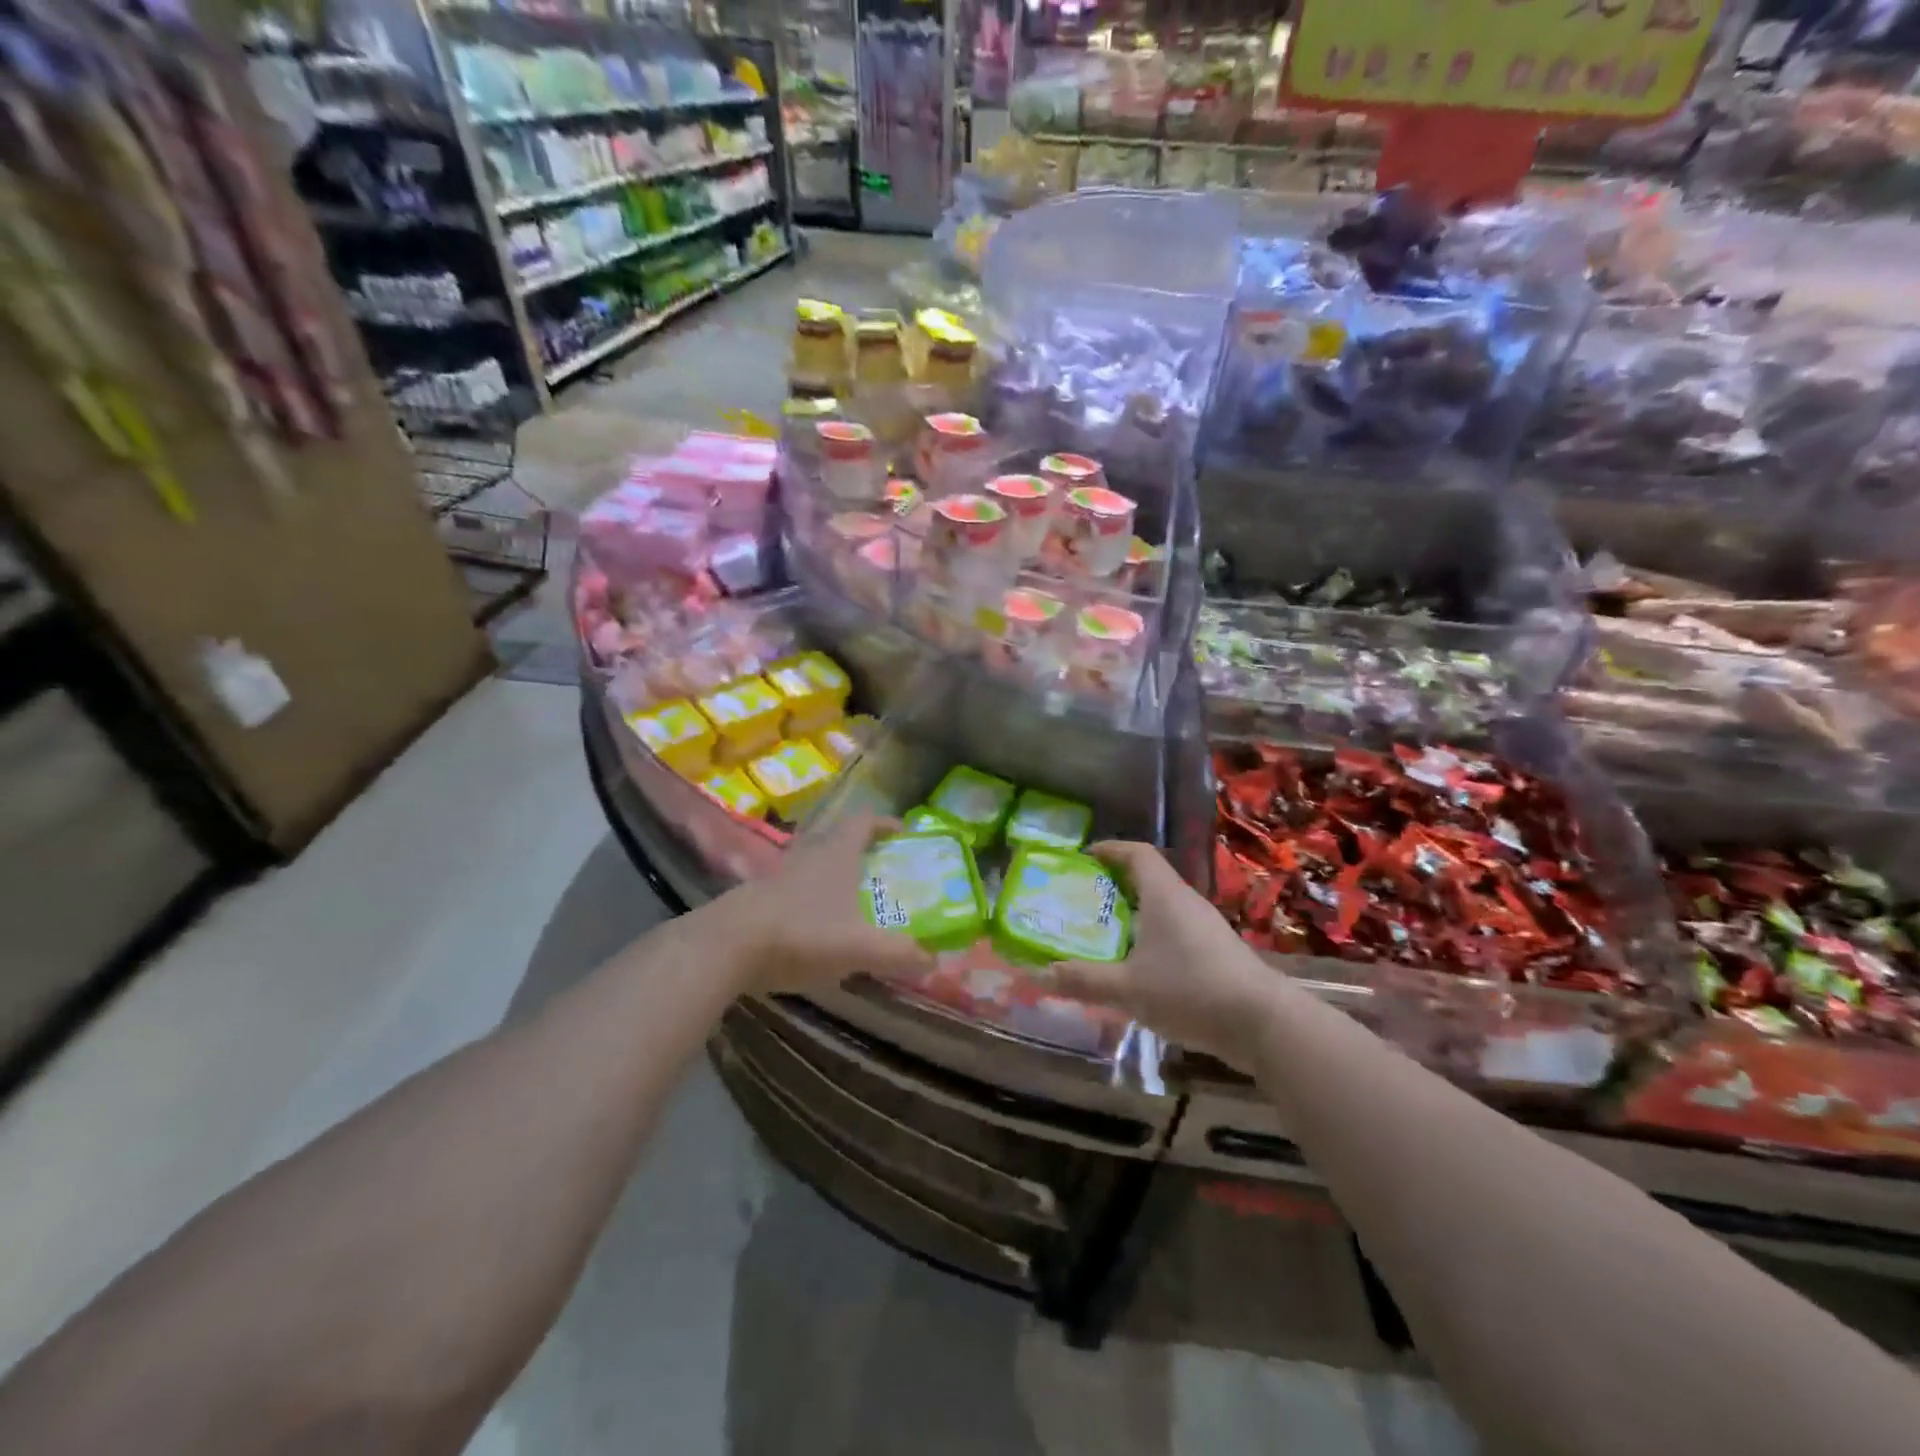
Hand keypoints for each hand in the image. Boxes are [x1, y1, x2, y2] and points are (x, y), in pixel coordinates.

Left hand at [707, 813, 934, 995]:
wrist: (727, 946)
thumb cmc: (801, 933)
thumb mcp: (859, 947)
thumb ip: (899, 952)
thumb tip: (933, 958)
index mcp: (837, 852)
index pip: (865, 820)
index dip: (886, 823)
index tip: (903, 834)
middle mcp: (808, 852)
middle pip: (838, 837)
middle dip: (862, 849)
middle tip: (882, 870)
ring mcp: (779, 872)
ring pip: (814, 861)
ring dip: (834, 873)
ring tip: (852, 899)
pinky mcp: (758, 895)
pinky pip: (794, 886)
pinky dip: (811, 896)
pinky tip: (816, 924)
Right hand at [1049, 841, 1277, 1069]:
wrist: (1263, 1024)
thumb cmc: (1190, 990)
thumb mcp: (1128, 988)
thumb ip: (1083, 980)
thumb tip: (1040, 973)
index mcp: (1164, 895)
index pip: (1136, 853)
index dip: (1109, 850)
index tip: (1083, 858)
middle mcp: (1185, 902)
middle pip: (1147, 879)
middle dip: (1113, 886)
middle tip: (1081, 901)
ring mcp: (1205, 927)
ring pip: (1162, 908)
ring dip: (1133, 916)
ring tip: (1103, 935)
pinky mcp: (1216, 953)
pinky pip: (1175, 932)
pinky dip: (1151, 939)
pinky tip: (1137, 968)